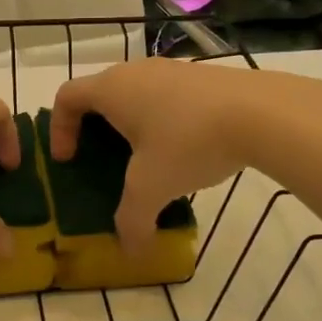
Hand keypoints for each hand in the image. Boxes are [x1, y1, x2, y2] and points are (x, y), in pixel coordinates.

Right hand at [49, 59, 290, 252]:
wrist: (262, 112)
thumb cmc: (189, 142)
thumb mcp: (153, 187)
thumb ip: (132, 220)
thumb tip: (131, 252)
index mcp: (112, 89)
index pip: (67, 97)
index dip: (59, 128)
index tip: (68, 159)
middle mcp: (136, 71)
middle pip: (100, 93)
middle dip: (94, 127)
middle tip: (102, 160)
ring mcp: (172, 69)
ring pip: (136, 93)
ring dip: (131, 123)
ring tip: (146, 158)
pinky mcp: (202, 76)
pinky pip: (166, 95)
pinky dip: (162, 119)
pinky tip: (184, 148)